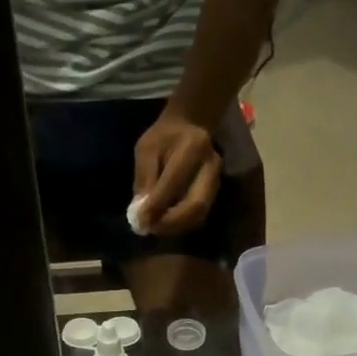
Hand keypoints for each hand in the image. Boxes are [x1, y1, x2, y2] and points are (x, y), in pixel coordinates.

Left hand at [132, 110, 221, 236]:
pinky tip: (166, 224)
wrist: (191, 126)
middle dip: (171, 222)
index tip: (139, 220)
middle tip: (150, 229)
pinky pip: (199, 217)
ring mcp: (217, 182)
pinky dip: (181, 225)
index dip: (156, 205)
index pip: (174, 182)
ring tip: (156, 228)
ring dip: (175, 227)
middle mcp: (211, 166)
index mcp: (193, 146)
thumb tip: (140, 214)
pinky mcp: (215, 194)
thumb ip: (144, 179)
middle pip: (196, 205)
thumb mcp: (147, 149)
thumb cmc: (165, 137)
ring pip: (199, 215)